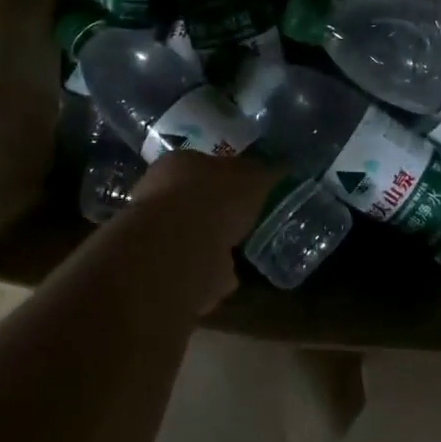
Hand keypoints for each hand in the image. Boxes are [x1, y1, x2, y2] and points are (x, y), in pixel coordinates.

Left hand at [109, 151, 280, 311]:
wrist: (180, 252)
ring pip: (192, 237)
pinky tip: (229, 277)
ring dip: (213, 245)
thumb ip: (266, 172)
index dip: (227, 177)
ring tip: (241, 251)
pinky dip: (210, 273)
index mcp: (176, 163)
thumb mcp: (253, 177)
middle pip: (194, 201)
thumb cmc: (213, 200)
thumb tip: (283, 166)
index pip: (203, 164)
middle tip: (246, 222)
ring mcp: (156, 235)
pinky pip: (194, 268)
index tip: (248, 190)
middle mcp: (157, 195)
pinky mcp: (162, 269)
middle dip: (218, 213)